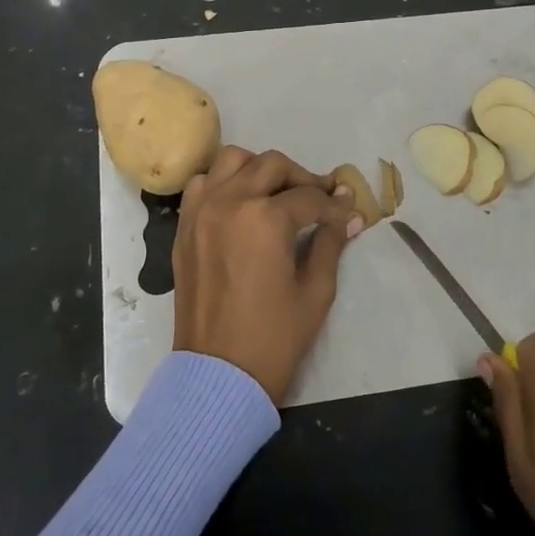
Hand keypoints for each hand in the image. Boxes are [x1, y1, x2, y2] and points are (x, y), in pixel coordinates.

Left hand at [172, 146, 363, 404]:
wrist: (218, 375)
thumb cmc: (274, 337)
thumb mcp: (315, 291)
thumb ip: (330, 243)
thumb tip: (349, 215)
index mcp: (265, 218)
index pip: (309, 197)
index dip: (334, 205)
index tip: (348, 213)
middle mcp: (229, 202)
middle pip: (272, 165)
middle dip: (302, 178)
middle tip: (318, 201)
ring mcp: (201, 211)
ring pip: (232, 161)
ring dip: (259, 170)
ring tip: (276, 195)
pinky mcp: (185, 227)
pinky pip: (203, 184)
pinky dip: (223, 183)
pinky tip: (241, 206)